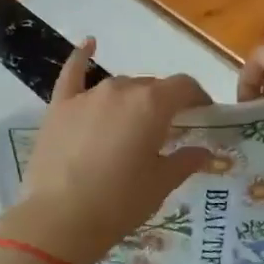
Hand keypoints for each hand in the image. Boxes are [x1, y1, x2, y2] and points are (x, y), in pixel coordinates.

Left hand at [0, 39, 213, 263]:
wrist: (60, 219)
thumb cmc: (120, 203)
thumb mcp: (161, 184)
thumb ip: (185, 161)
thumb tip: (205, 151)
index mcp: (153, 104)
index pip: (184, 86)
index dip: (198, 98)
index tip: (204, 115)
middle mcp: (121, 89)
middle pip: (151, 87)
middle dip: (164, 104)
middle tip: (168, 132)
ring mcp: (86, 96)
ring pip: (119, 87)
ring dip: (132, 99)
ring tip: (134, 124)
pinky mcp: (59, 107)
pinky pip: (73, 74)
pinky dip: (82, 58)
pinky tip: (89, 45)